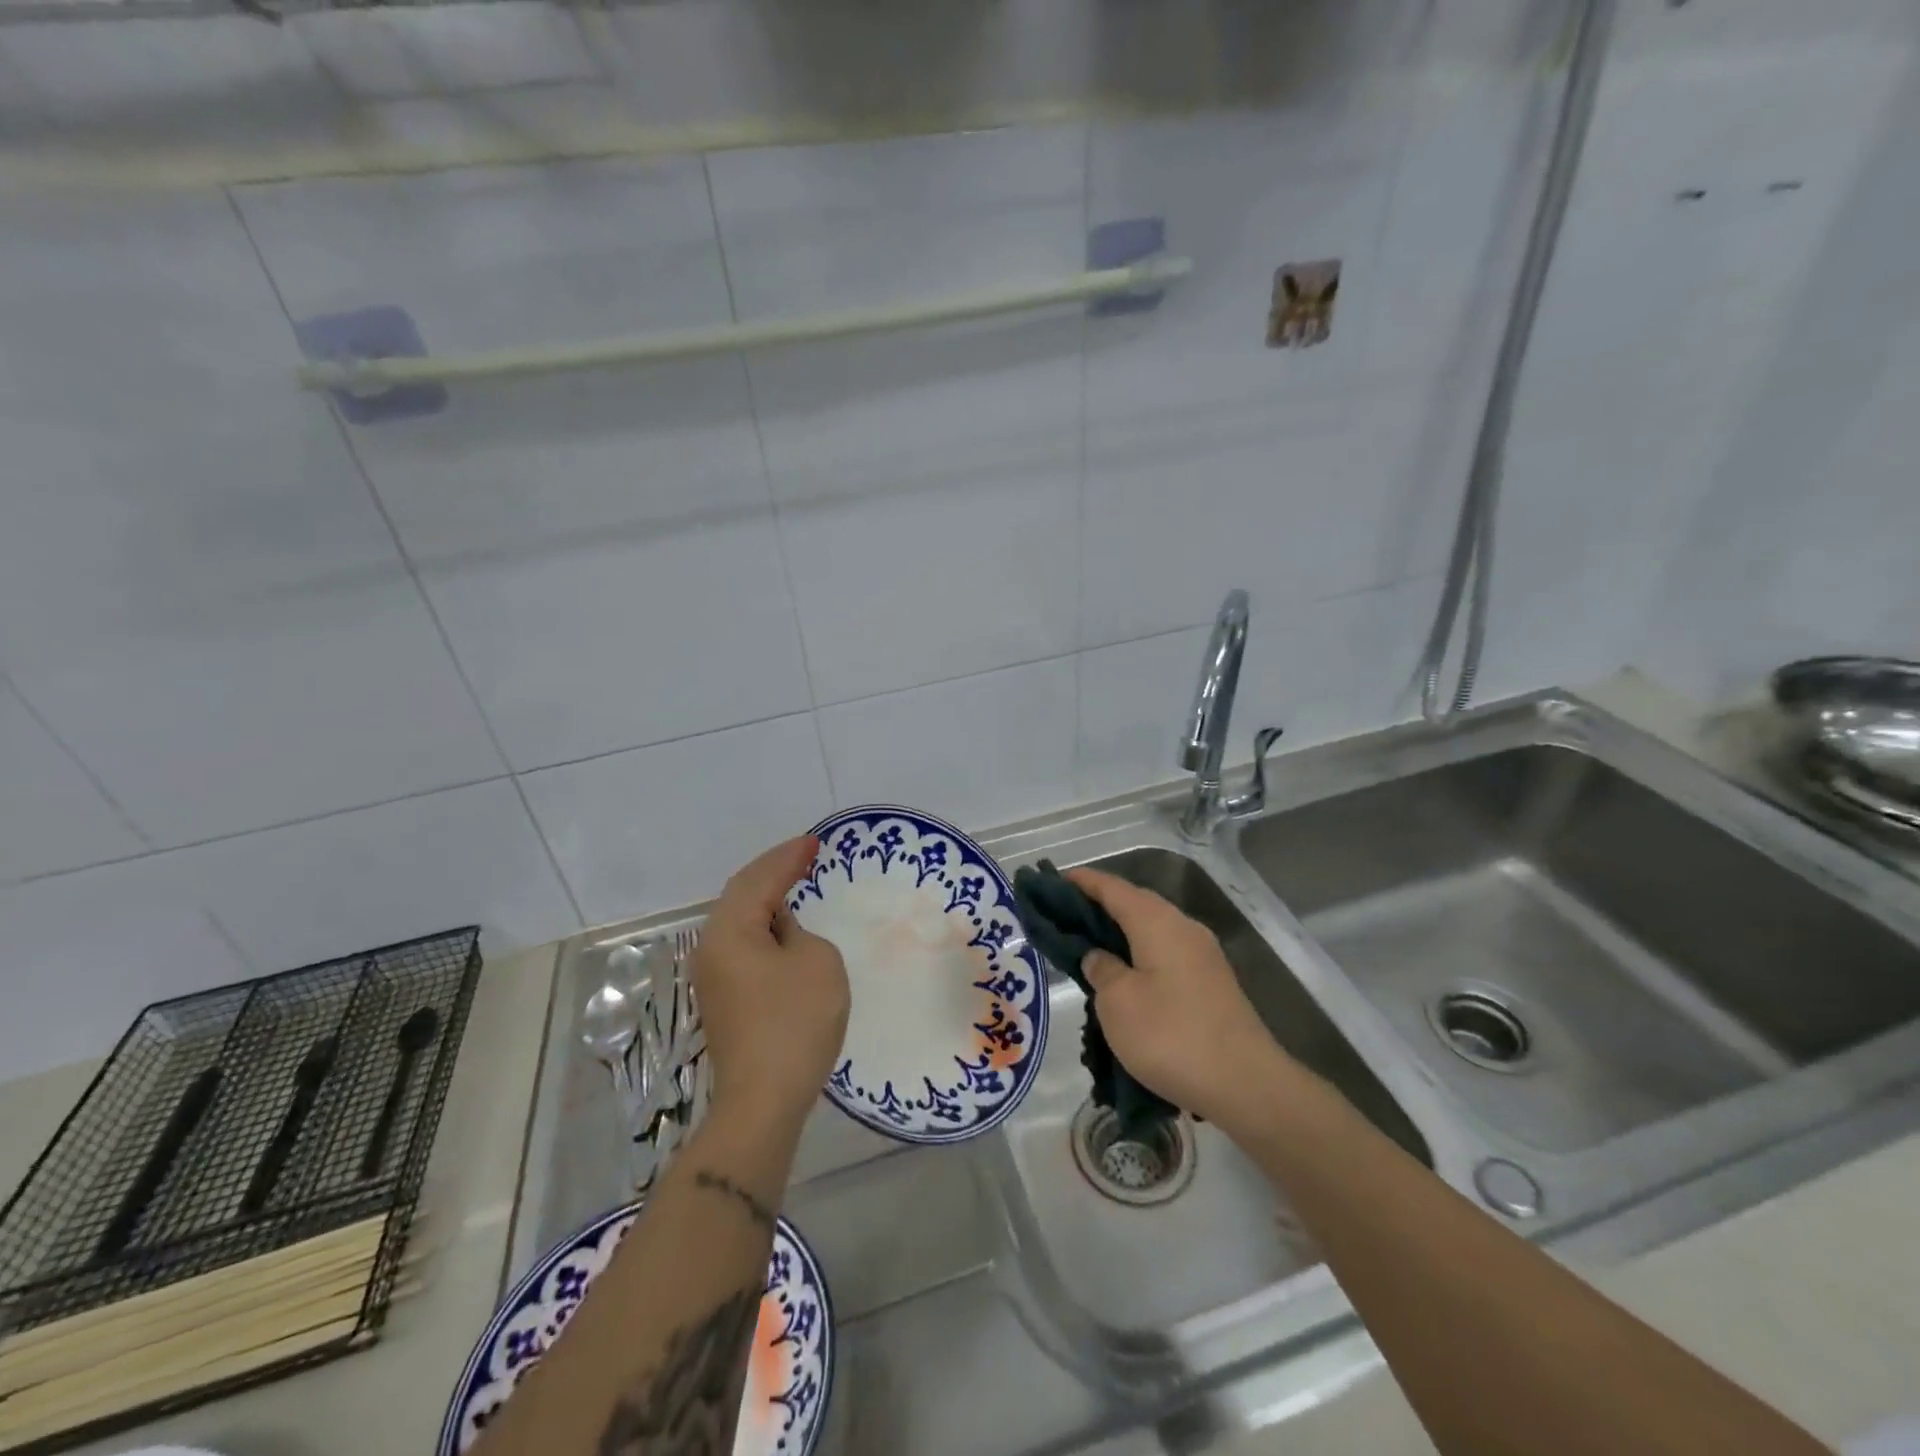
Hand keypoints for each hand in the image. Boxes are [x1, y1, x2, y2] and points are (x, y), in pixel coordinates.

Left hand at [693, 835, 849, 1128]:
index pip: (759, 880)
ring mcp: (712, 975)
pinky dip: (763, 925)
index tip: (814, 842)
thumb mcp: (816, 961)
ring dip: (765, 897)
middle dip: (772, 871)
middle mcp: (710, 947)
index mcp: (729, 930)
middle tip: (803, 854)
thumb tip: (780, 934)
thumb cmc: (794, 1022)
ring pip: (738, 920)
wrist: (763, 1100)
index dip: (788, 857)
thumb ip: (799, 932)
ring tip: (793, 880)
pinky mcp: (722, 998)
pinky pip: (742, 943)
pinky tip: (780, 925)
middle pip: (740, 894)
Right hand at [1066, 866, 1291, 1131]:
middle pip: (1134, 903)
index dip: (1082, 882)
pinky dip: (1139, 953)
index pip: (1113, 888)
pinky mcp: (1210, 982)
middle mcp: (1182, 927)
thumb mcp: (1117, 1003)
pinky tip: (1124, 976)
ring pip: (1151, 929)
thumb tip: (1099, 956)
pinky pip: (1165, 952)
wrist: (1246, 1085)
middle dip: (1099, 905)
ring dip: (1120, 932)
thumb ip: (1101, 969)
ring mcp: (1202, 955)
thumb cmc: (1171, 1036)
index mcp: (1157, 922)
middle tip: (1064, 916)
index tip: (1053, 880)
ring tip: (1088, 946)